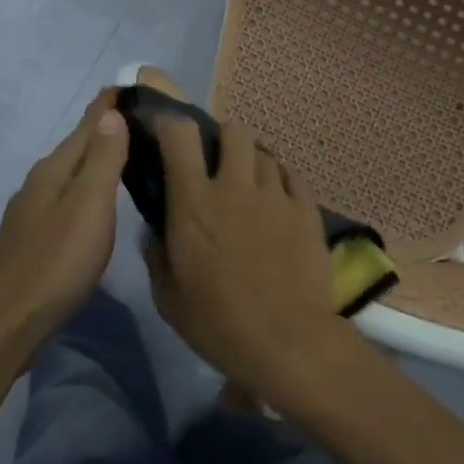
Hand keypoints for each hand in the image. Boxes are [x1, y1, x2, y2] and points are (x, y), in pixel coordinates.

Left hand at [0, 91, 129, 350]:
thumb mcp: (89, 206)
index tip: (129, 83)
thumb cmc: (56, 262)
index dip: (107, 105)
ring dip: (94, 157)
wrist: (7, 324)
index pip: (86, 125)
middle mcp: (38, 184)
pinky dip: (85, 186)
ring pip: (69, 173)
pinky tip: (94, 200)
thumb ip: (102, 160)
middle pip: (76, 147)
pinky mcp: (33, 239)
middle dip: (103, 128)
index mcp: (53, 171)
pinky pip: (65, 196)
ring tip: (122, 151)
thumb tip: (110, 113)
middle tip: (136, 115)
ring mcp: (31, 212)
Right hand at [146, 114, 339, 388]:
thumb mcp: (168, 297)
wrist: (288, 341)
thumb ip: (157, 255)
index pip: (180, 135)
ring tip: (250, 186)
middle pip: (233, 131)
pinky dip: (282, 181)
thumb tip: (156, 232)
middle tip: (218, 163)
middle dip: (222, 138)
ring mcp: (276, 195)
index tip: (163, 129)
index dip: (169, 122)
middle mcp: (235, 186)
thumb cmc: (218, 323)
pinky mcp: (307, 209)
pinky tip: (278, 201)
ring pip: (265, 153)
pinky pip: (293, 176)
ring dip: (252, 163)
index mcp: (194, 202)